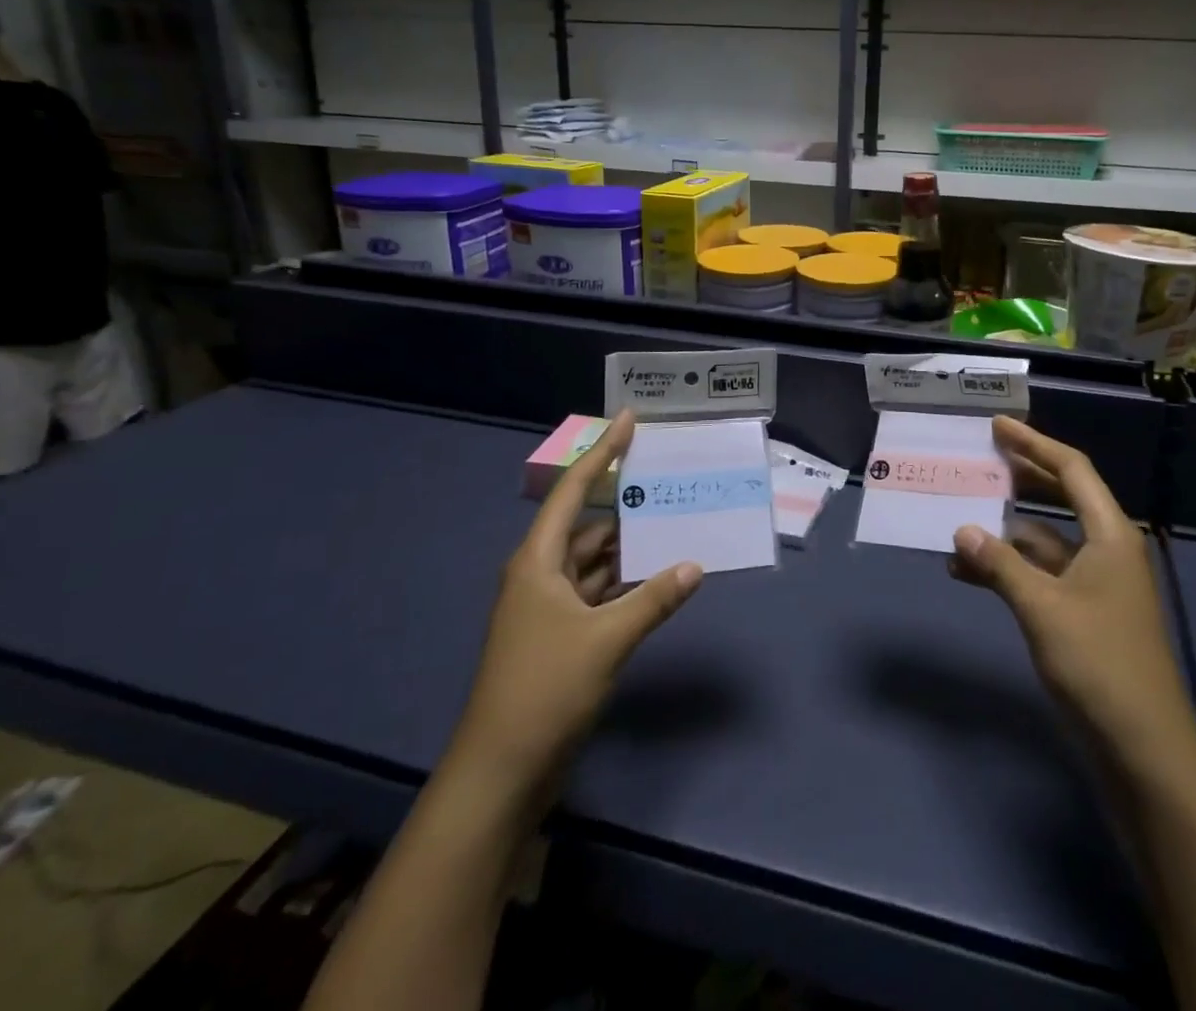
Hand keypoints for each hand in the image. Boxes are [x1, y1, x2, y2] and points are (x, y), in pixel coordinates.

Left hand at [451, 412, 701, 779]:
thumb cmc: (544, 690)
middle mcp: (541, 576)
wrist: (500, 773)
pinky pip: (599, 593)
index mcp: (537, 562)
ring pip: (596, 562)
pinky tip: (659, 577)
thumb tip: (695, 565)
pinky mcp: (561, 637)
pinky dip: (627, 583)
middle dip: (626, 504)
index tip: (630, 421)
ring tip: (675, 523)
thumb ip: (653, 600)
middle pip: (587, 525)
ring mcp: (550, 609)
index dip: (603, 453)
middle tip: (669, 480)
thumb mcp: (605, 641)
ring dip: (630, 547)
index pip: (574, 491)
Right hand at [950, 416, 1195, 762]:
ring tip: (960, 518)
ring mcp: (1095, 583)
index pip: (1071, 470)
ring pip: (1045, 539)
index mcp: (1110, 534)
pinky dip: (1009, 569)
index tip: (998, 426)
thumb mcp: (1043, 608)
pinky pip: (1041, 574)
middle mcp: (1105, 549)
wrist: (1143, 748)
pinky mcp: (1083, 613)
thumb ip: (1000, 565)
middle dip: (1022, 476)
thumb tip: (961, 530)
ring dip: (1005, 531)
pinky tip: (970, 573)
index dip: (1034, 444)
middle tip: (981, 458)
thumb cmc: (1099, 664)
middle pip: (1061, 497)